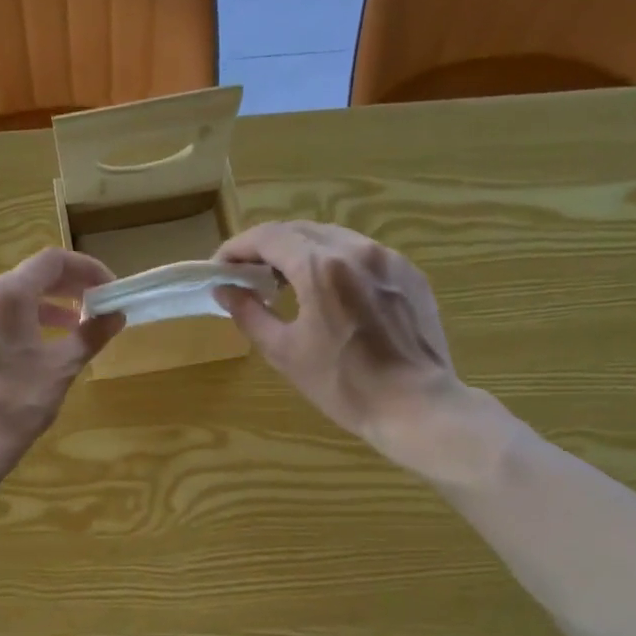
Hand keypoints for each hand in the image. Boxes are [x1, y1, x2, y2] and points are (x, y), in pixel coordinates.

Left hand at [0, 248, 121, 500]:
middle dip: (66, 290)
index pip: (53, 261)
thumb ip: (90, 335)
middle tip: (94, 307)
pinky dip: (17, 326)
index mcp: (5, 295)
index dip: (87, 269)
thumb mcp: (61, 369)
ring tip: (68, 331)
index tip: (109, 289)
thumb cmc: (15, 406)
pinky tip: (30, 353)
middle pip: (28, 278)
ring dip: (43, 309)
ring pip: (7, 301)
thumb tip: (115, 316)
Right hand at [214, 222, 508, 483]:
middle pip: (300, 230)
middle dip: (267, 247)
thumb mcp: (284, 352)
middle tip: (247, 273)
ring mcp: (388, 259)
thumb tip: (225, 290)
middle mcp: (356, 250)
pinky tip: (329, 292)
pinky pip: (362, 254)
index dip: (237, 247)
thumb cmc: (343, 384)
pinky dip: (335, 262)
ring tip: (285, 280)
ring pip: (333, 238)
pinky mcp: (409, 273)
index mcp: (321, 268)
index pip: (268, 237)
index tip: (220, 267)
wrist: (416, 405)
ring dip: (301, 251)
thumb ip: (250, 314)